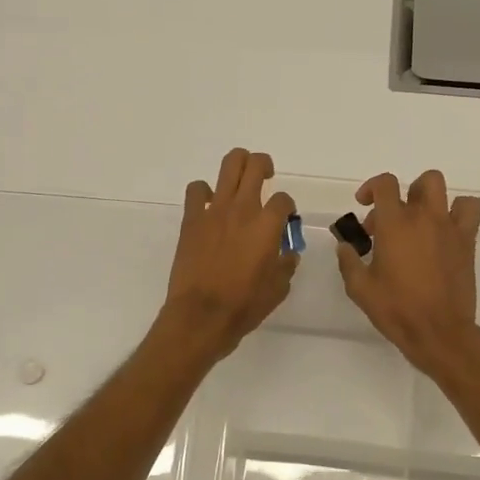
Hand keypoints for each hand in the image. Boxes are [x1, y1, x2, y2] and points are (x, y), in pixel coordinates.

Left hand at [160, 148, 297, 360]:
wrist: (202, 315)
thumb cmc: (244, 304)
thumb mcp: (278, 288)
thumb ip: (287, 264)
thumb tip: (288, 252)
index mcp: (267, 225)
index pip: (284, 199)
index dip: (288, 206)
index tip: (285, 219)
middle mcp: (243, 208)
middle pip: (256, 165)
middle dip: (264, 166)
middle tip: (266, 178)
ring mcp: (214, 210)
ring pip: (229, 165)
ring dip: (238, 165)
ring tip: (240, 180)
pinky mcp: (192, 218)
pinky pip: (196, 189)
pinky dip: (203, 191)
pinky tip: (208, 204)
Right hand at [335, 169, 479, 378]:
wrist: (438, 332)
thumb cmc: (396, 309)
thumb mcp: (360, 288)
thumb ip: (348, 261)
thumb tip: (345, 245)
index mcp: (394, 224)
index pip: (385, 184)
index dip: (372, 187)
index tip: (364, 205)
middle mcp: (424, 217)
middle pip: (421, 182)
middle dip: (404, 194)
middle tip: (391, 220)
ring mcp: (449, 228)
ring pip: (446, 190)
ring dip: (430, 198)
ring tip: (421, 220)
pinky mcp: (467, 242)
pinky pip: (471, 210)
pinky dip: (460, 211)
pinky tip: (446, 231)